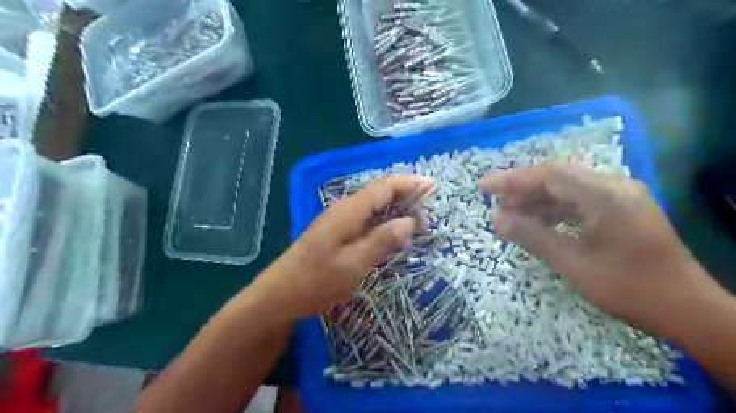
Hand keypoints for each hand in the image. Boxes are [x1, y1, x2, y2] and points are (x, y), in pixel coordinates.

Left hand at [257, 174, 429, 319]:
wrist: (280, 294)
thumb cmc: (317, 280)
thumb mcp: (354, 263)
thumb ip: (382, 240)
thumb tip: (409, 221)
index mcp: (349, 211)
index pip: (384, 187)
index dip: (409, 183)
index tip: (431, 186)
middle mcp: (344, 209)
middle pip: (379, 193)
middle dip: (406, 198)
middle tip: (427, 217)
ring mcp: (338, 220)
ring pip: (373, 207)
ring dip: (395, 212)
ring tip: (416, 227)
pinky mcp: (336, 232)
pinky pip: (365, 220)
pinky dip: (383, 224)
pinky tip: (391, 238)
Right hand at [477, 163, 721, 335]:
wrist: (686, 310)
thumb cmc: (629, 287)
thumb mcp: (572, 263)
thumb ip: (532, 236)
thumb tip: (496, 219)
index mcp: (606, 195)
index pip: (549, 175)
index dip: (512, 180)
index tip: (483, 188)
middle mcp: (613, 186)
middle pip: (556, 178)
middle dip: (522, 191)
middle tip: (496, 208)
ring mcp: (618, 197)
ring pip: (566, 190)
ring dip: (536, 202)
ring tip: (511, 219)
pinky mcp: (619, 209)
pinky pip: (577, 202)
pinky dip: (553, 211)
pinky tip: (538, 224)